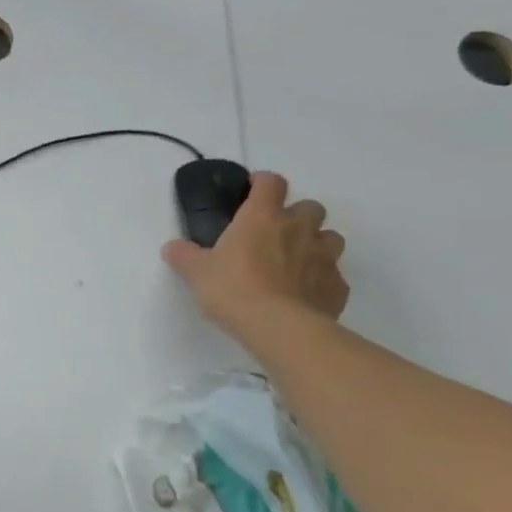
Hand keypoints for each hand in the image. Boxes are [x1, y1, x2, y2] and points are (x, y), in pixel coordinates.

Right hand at [162, 171, 348, 345]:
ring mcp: (324, 258)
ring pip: (331, 237)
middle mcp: (298, 229)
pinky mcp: (338, 287)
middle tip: (276, 232)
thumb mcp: (196, 272)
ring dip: (317, 243)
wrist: (280, 329)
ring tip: (297, 260)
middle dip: (297, 215)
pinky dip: (323, 279)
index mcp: (262, 217)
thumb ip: (184, 255)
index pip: (271, 182)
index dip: (263, 183)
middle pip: (311, 206)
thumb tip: (173, 248)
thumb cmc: (234, 289)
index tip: (253, 191)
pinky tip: (306, 294)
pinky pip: (334, 275)